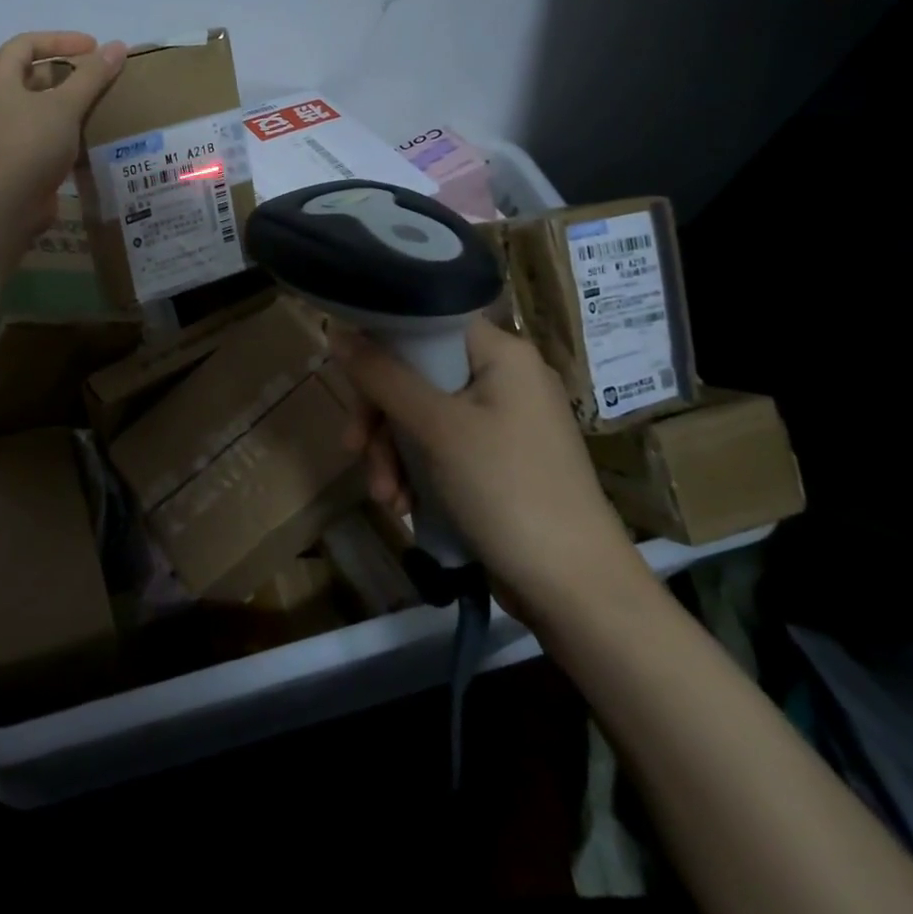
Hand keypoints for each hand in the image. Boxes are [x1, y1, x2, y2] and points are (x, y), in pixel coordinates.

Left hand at [0, 31, 126, 235]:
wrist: (5, 205)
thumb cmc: (31, 144)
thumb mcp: (65, 105)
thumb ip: (92, 76)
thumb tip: (117, 47)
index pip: (25, 44)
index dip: (60, 39)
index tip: (93, 47)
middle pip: (30, 75)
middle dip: (65, 72)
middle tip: (97, 77)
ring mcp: (0, 134)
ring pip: (35, 108)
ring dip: (65, 104)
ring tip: (97, 105)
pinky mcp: (12, 160)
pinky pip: (39, 135)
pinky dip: (62, 131)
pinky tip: (86, 138)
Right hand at [336, 316, 652, 625]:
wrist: (575, 589)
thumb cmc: (507, 490)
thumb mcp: (437, 428)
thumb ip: (383, 377)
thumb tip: (337, 331)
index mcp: (501, 353)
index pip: (425, 324)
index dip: (381, 345)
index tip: (348, 379)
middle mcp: (502, 377)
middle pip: (416, 374)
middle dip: (381, 418)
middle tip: (354, 449)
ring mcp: (500, 421)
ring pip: (421, 416)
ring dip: (392, 454)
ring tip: (385, 497)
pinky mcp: (495, 460)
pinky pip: (439, 447)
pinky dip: (415, 472)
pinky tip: (403, 505)